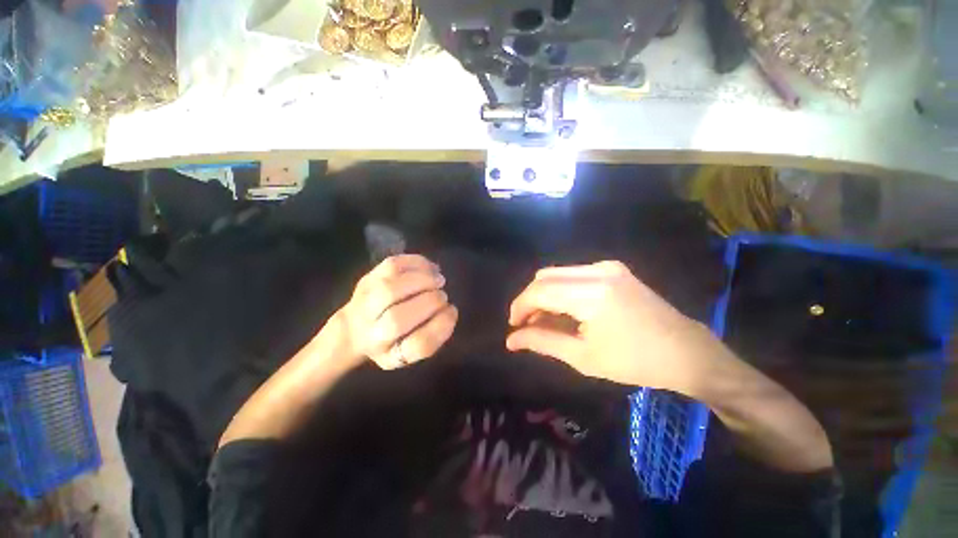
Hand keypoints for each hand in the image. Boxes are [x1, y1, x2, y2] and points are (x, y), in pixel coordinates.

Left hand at [338, 254, 457, 369]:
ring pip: (390, 290)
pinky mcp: (367, 280)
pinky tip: (430, 268)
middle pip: (398, 319)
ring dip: (422, 280)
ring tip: (439, 280)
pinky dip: (416, 263)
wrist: (353, 329)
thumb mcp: (410, 353)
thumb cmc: (391, 341)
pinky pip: (391, 266)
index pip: (417, 346)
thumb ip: (432, 338)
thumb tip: (450, 311)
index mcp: (389, 354)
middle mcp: (371, 333)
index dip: (441, 326)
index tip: (452, 312)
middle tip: (443, 296)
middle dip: (431, 301)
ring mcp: (364, 304)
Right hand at [507, 261, 719, 393]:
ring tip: (546, 320)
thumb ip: (542, 342)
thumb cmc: (635, 361)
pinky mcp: (613, 268)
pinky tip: (565, 309)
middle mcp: (597, 271)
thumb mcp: (583, 357)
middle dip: (530, 300)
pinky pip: (573, 274)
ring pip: (557, 273)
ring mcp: (607, 266)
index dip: (520, 306)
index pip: (539, 291)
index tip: (513, 326)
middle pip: (544, 277)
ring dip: (544, 294)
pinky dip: (561, 289)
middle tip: (528, 325)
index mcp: (591, 294)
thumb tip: (511, 339)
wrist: (686, 352)